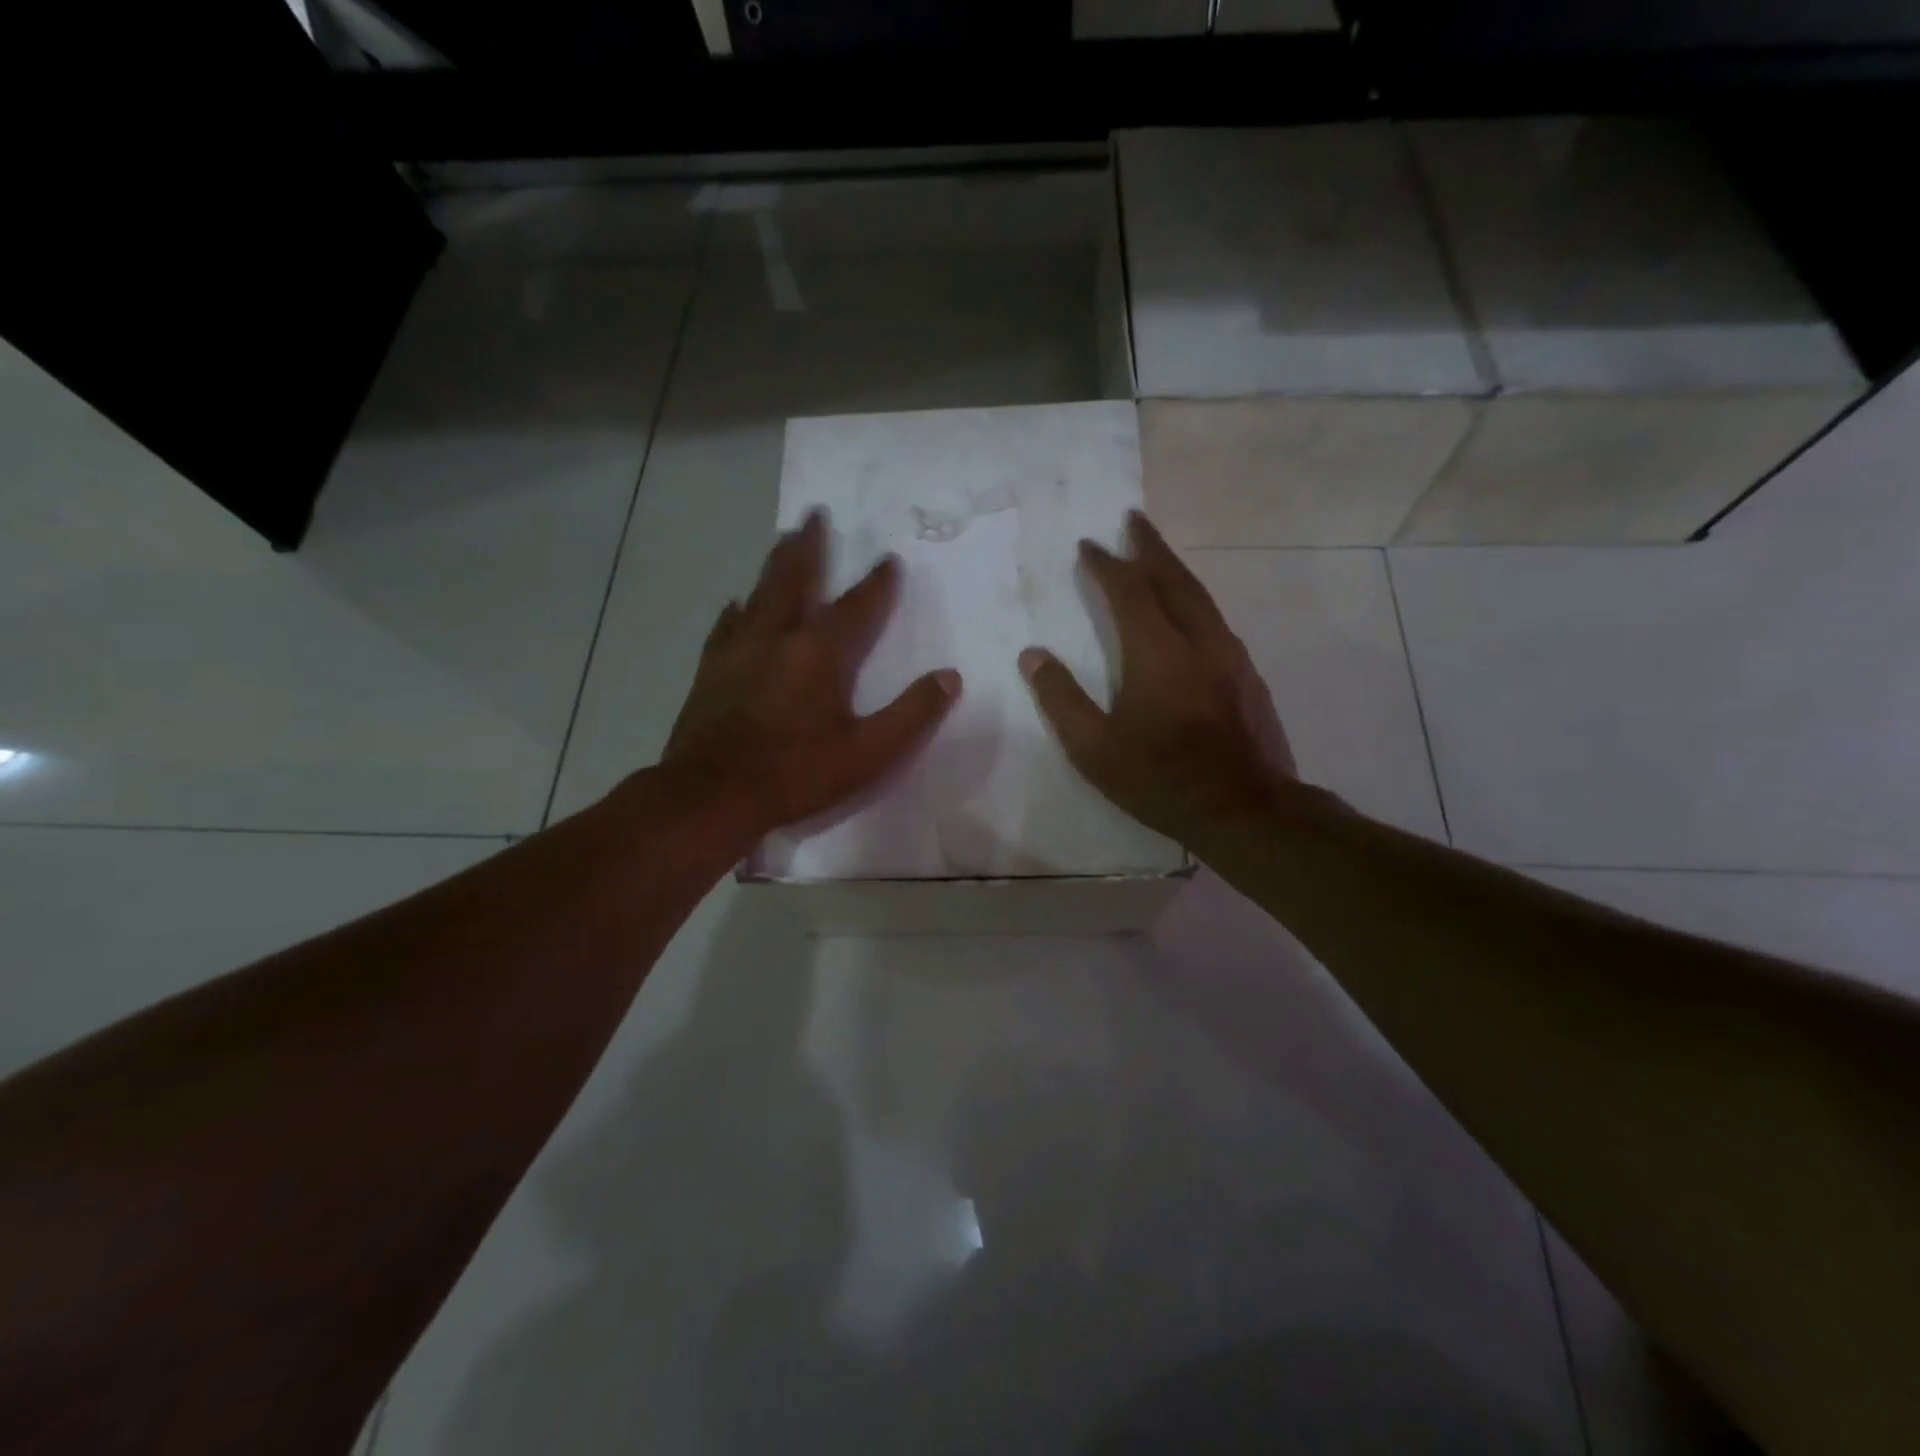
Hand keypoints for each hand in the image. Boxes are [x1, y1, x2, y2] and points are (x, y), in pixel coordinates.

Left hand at [662, 509, 960, 834]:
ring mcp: (739, 650)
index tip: (888, 558)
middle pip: (796, 578)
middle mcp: (778, 637)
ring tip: (783, 540)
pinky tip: (737, 602)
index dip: (877, 582)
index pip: (858, 606)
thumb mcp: (868, 754)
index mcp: (820, 653)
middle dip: (810, 546)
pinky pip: (728, 624)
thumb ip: (912, 714)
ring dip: (776, 564)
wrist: (711, 795)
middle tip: (815, 514)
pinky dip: (738, 607)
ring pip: (760, 592)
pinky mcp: (710, 669)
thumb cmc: (795, 774)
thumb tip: (950, 678)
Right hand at [1019, 511, 1300, 843]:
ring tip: (1157, 558)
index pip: (1128, 591)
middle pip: (1173, 579)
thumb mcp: (1093, 747)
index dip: (1106, 565)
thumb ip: (1060, 698)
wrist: (1243, 810)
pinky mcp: (1248, 676)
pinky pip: (1216, 621)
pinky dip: (1195, 601)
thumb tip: (1033, 656)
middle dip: (1150, 547)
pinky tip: (1188, 614)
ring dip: (1175, 571)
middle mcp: (1198, 640)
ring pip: (1201, 597)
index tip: (1088, 545)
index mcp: (1156, 651)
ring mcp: (1230, 657)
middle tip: (1134, 520)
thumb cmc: (1159, 778)